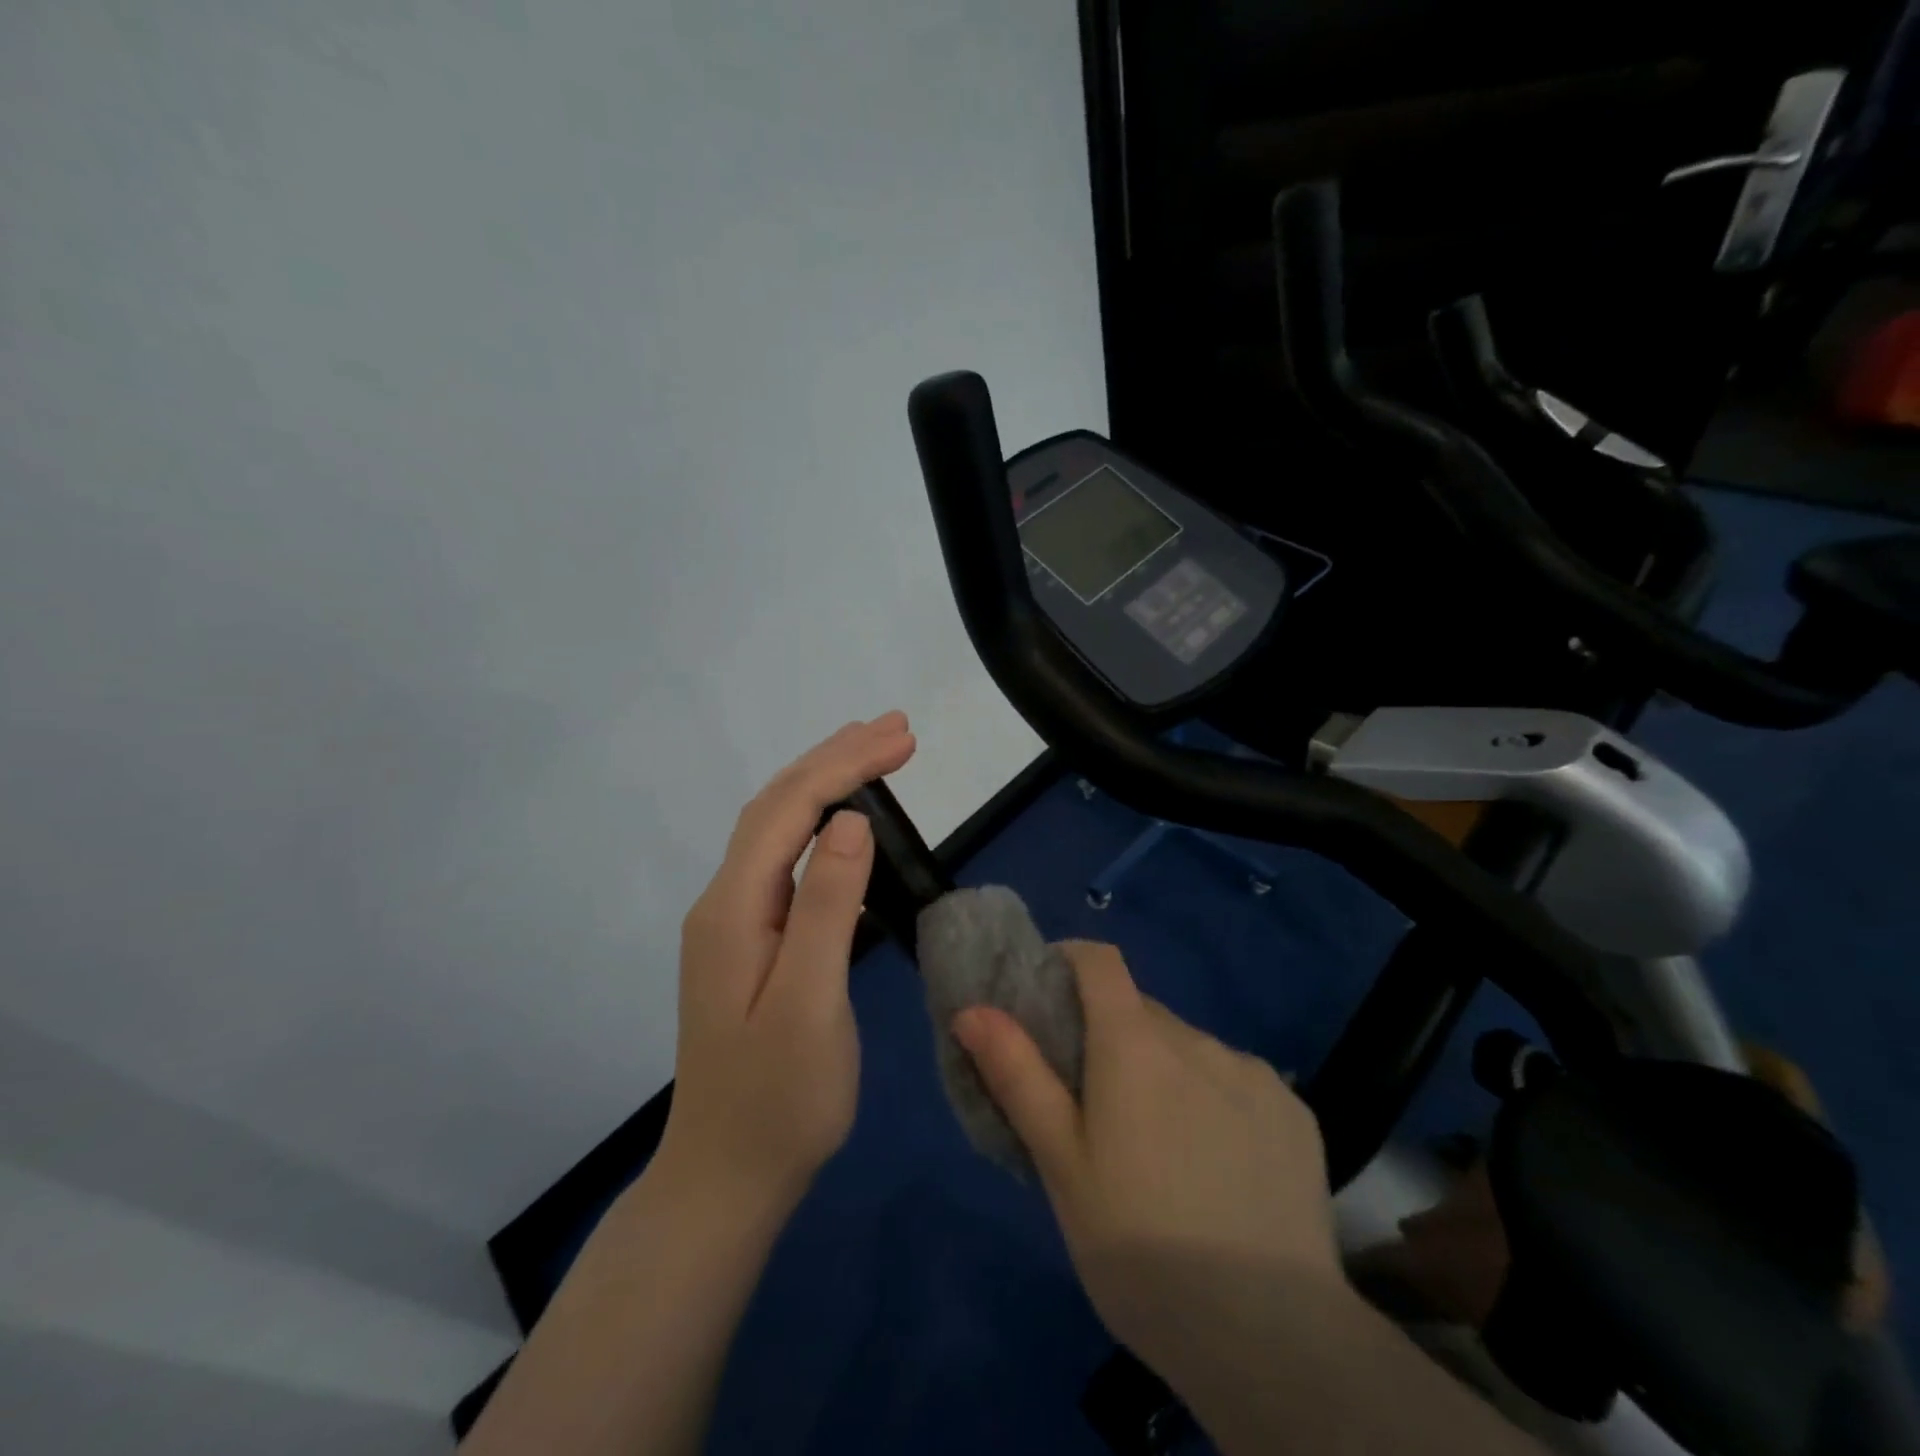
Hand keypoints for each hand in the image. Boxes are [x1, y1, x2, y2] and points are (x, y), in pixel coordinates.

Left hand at [657, 712, 915, 1214]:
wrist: (728, 1176)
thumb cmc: (779, 1100)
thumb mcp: (810, 1004)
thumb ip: (826, 908)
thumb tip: (851, 821)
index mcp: (733, 907)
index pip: (790, 808)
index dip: (846, 765)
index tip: (903, 738)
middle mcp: (724, 900)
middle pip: (778, 806)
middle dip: (836, 758)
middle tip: (896, 727)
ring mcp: (733, 921)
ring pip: (777, 828)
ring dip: (825, 781)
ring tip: (874, 751)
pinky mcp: (750, 940)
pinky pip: (784, 858)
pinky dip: (818, 821)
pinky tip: (843, 819)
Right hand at [952, 942, 1339, 1374]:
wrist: (1273, 1340)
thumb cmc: (1140, 1247)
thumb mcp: (1060, 1164)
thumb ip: (1017, 1075)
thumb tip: (972, 1009)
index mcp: (1134, 1043)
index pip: (1099, 960)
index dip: (1069, 961)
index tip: (1048, 997)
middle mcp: (1196, 1039)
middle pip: (1140, 1012)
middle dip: (1111, 1037)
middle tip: (1095, 1106)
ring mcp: (1253, 1074)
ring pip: (1188, 1050)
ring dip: (1164, 1073)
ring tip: (1160, 1151)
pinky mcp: (1294, 1112)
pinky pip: (1236, 1082)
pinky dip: (1214, 1101)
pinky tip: (1218, 1169)